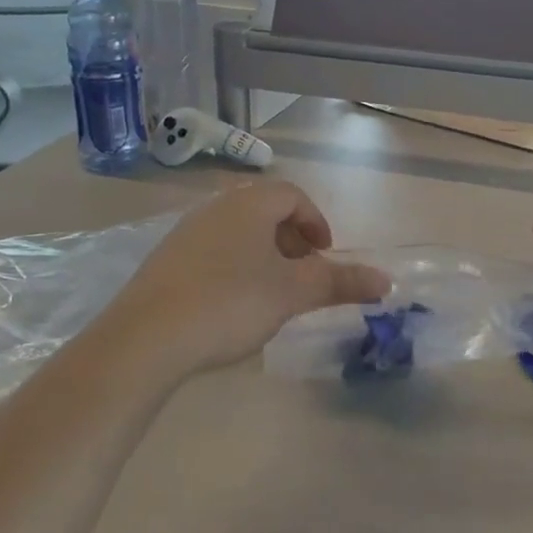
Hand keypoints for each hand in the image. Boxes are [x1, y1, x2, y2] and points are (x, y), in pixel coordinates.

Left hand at [102, 182, 389, 376]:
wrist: (146, 337)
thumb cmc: (230, 303)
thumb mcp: (292, 293)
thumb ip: (339, 282)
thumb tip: (387, 280)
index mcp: (248, 204)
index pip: (292, 195)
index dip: (316, 222)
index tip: (324, 256)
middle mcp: (215, 207)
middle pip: (264, 211)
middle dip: (291, 240)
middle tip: (302, 275)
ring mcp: (185, 232)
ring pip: (237, 232)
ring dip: (263, 255)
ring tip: (271, 293)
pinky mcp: (165, 260)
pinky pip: (212, 251)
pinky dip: (234, 267)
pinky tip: (231, 305)